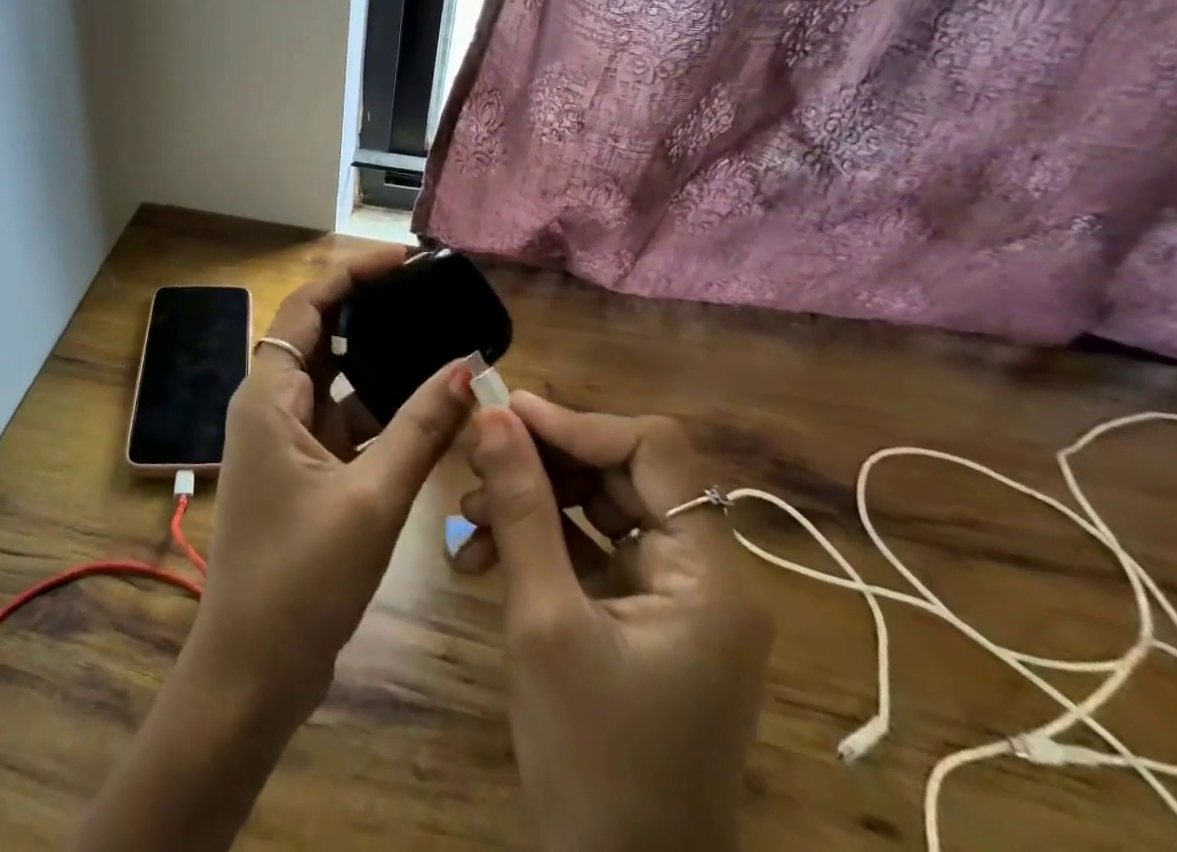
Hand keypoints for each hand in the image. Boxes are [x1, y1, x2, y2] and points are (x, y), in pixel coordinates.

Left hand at [188, 248, 474, 721]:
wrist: (251, 674)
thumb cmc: (300, 581)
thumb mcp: (371, 498)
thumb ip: (420, 429)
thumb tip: (467, 367)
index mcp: (269, 395)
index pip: (308, 306)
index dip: (353, 275)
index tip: (405, 260)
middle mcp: (271, 406)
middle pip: (320, 335)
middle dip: (370, 311)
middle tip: (428, 295)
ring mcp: (285, 441)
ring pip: (336, 382)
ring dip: (379, 365)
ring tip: (436, 341)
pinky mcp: (303, 472)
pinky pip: (344, 423)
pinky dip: (380, 412)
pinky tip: (426, 410)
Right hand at [453, 395, 771, 851]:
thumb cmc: (592, 761)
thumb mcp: (545, 620)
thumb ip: (522, 507)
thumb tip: (493, 416)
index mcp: (711, 575)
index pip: (652, 450)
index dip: (577, 423)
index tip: (504, 414)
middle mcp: (705, 575)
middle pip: (621, 475)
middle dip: (542, 463)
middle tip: (474, 458)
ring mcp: (674, 600)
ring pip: (598, 509)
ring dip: (530, 502)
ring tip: (465, 515)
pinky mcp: (641, 620)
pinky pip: (589, 552)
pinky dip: (537, 543)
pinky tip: (479, 555)